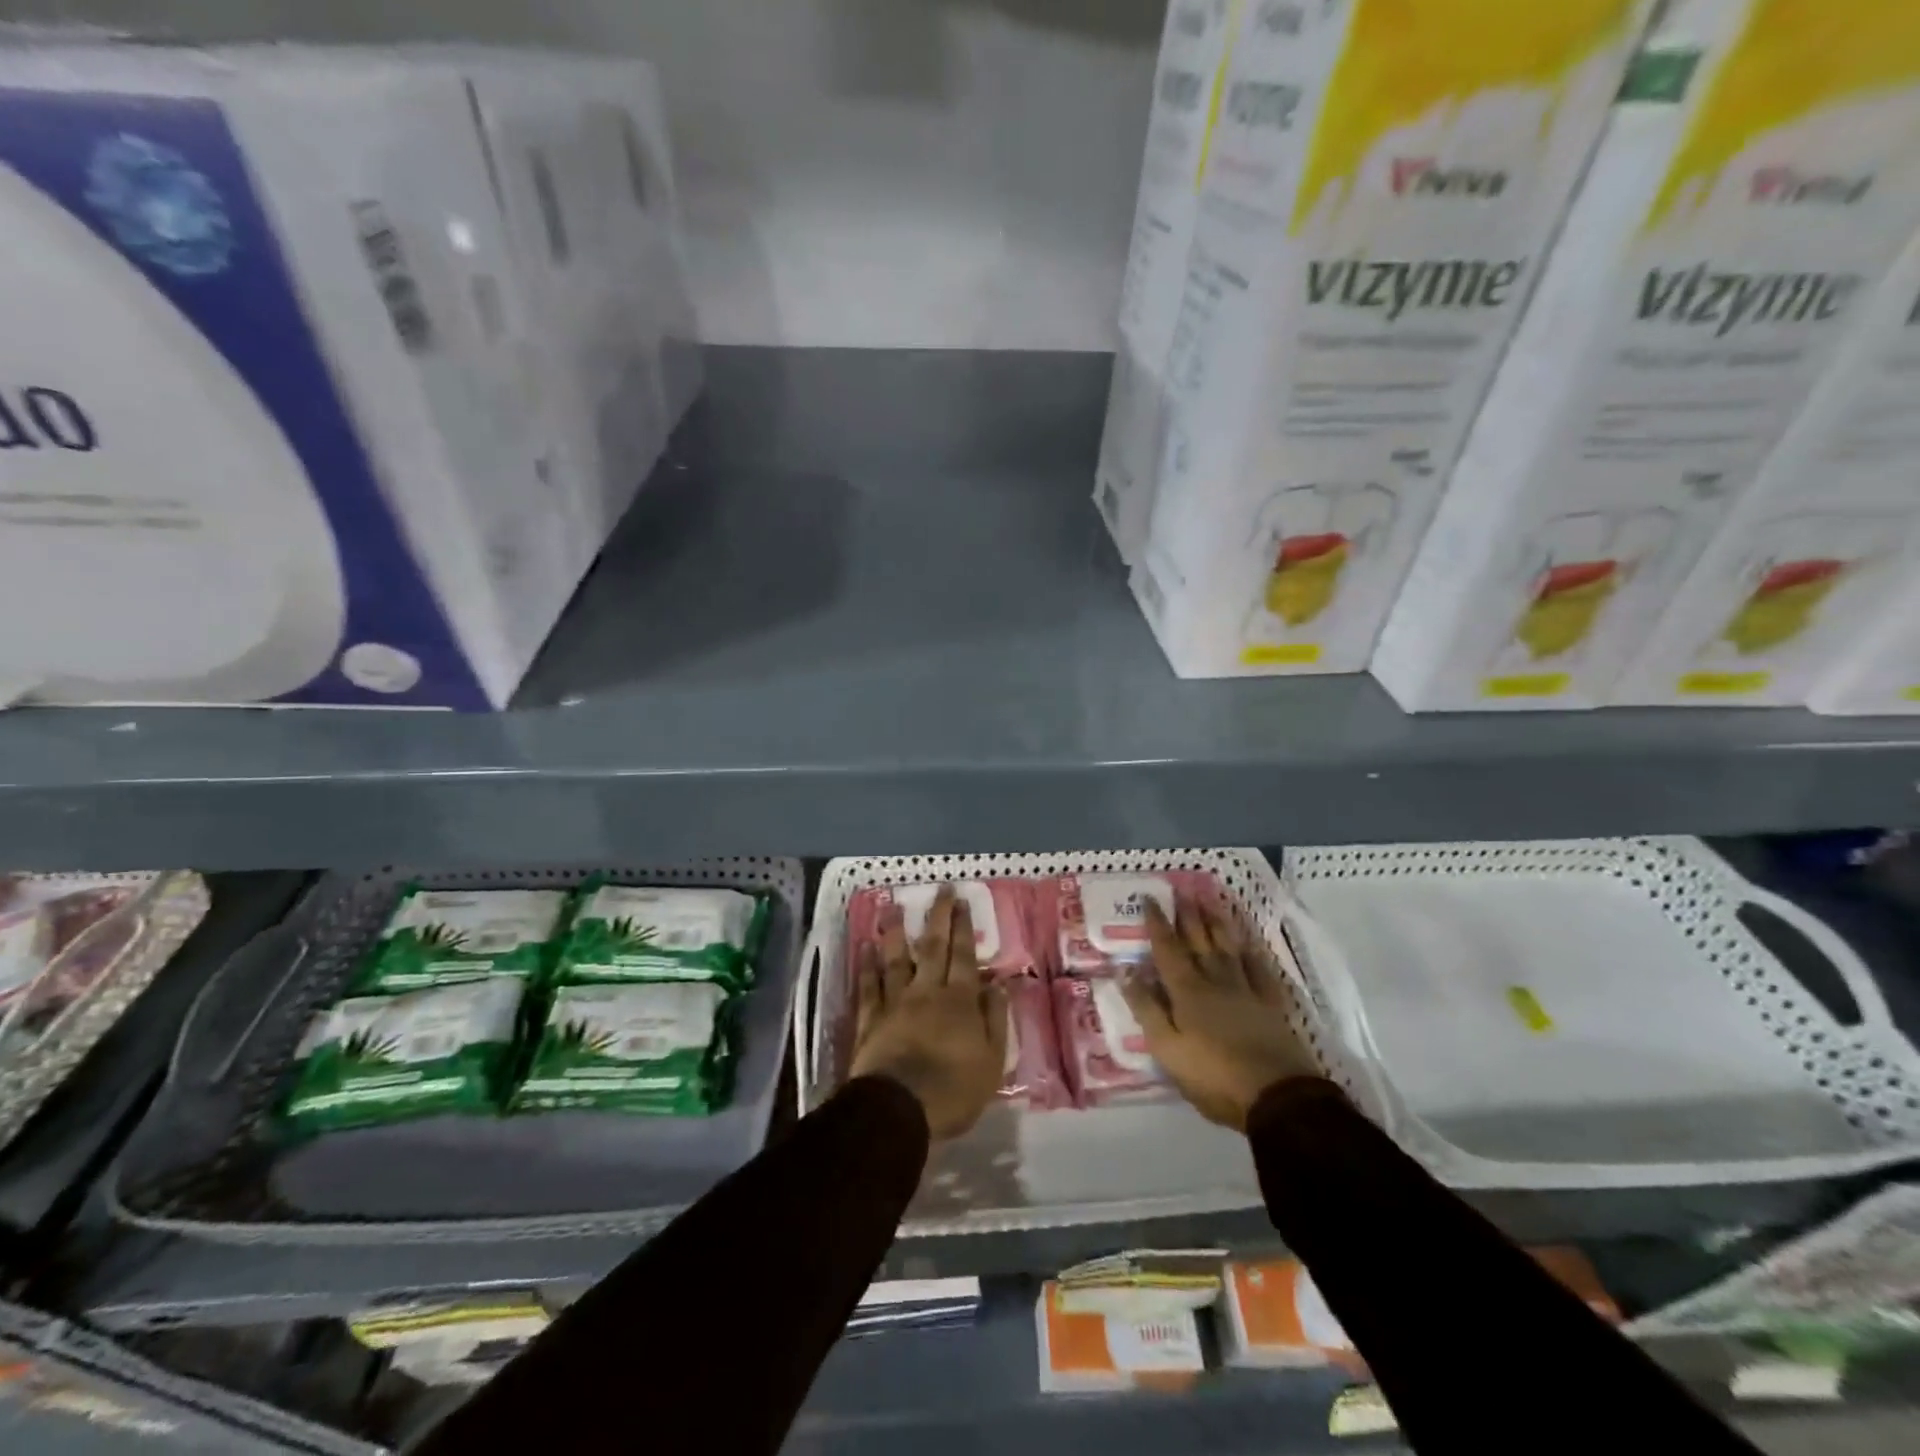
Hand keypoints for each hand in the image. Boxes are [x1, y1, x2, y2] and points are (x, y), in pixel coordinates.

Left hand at [849, 885, 1007, 1140]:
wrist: (899, 1109)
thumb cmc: (954, 1090)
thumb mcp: (992, 1061)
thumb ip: (995, 1019)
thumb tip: (998, 984)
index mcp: (959, 1001)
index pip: (964, 955)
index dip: (963, 927)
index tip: (961, 901)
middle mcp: (927, 992)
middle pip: (933, 948)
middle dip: (938, 917)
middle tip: (940, 890)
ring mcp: (895, 1003)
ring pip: (896, 960)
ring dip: (896, 933)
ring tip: (894, 908)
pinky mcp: (870, 1020)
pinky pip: (868, 987)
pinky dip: (867, 967)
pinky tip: (866, 949)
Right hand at [1121, 894, 1319, 1130]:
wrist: (1278, 1097)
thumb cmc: (1213, 1076)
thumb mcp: (1167, 1048)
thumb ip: (1146, 1008)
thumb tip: (1125, 970)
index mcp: (1186, 991)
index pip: (1167, 949)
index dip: (1157, 923)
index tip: (1150, 897)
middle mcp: (1215, 981)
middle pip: (1199, 940)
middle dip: (1188, 913)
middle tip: (1181, 888)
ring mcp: (1246, 990)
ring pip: (1228, 947)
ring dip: (1217, 921)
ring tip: (1210, 899)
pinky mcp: (1270, 1004)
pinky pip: (1259, 967)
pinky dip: (1251, 950)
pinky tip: (1248, 940)